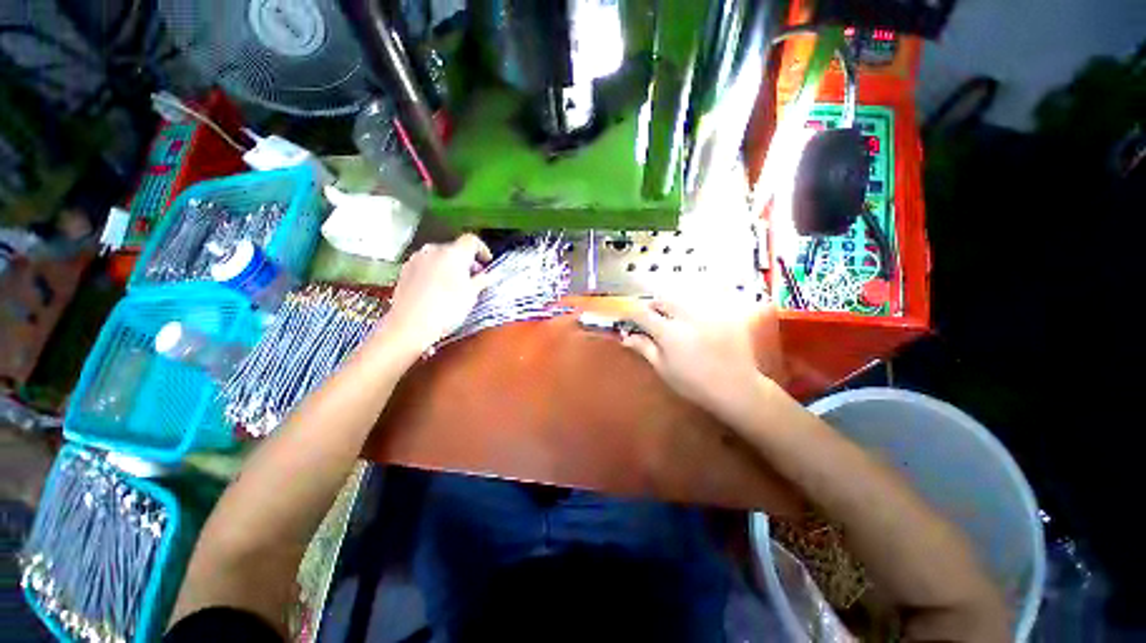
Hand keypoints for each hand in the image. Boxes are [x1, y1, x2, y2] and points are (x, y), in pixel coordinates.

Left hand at [378, 234, 491, 355]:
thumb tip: (486, 276)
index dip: (482, 249)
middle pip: (455, 248)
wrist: (410, 325)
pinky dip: (435, 271)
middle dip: (466, 260)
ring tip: (455, 284)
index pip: (472, 240)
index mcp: (454, 253)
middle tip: (473, 277)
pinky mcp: (404, 270)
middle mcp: (433, 250)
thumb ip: (481, 281)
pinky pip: (425, 265)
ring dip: (450, 266)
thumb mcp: (471, 295)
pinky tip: (437, 288)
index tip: (487, 262)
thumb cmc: (447, 308)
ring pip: (439, 256)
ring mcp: (416, 259)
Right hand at [619, 298, 782, 416]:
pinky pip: (703, 302)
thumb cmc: (693, 383)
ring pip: (682, 298)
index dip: (631, 314)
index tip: (627, 318)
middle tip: (651, 318)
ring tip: (672, 318)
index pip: (643, 314)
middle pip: (663, 300)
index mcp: (669, 332)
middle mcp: (686, 316)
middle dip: (653, 306)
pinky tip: (694, 320)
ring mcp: (707, 313)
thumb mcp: (663, 368)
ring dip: (672, 305)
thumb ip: (644, 348)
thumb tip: (625, 337)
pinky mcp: (723, 313)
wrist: (736, 388)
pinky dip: (692, 308)